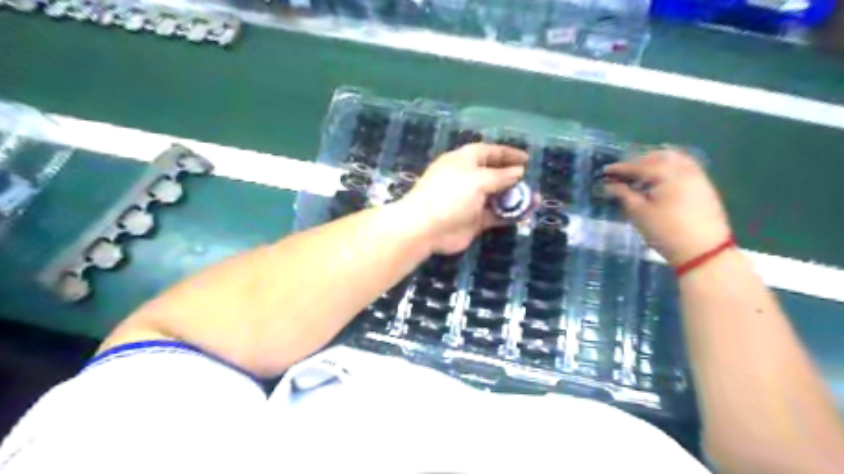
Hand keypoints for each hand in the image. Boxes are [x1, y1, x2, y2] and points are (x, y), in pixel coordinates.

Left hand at [400, 142, 526, 254]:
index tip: (527, 159)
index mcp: (463, 161)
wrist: (426, 228)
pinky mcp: (473, 220)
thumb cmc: (450, 195)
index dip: (508, 154)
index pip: (488, 152)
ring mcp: (470, 201)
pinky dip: (508, 214)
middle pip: (494, 175)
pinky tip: (524, 214)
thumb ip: (500, 176)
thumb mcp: (477, 179)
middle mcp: (467, 179)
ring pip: (497, 197)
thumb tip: (518, 171)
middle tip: (532, 181)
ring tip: (535, 200)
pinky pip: (495, 215)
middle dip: (513, 178)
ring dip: (515, 198)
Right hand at [608, 147, 731, 265]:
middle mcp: (684, 169)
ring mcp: (698, 176)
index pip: (638, 166)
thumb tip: (609, 185)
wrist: (704, 251)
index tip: (604, 171)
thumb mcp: (639, 213)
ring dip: (654, 164)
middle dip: (638, 162)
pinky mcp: (704, 186)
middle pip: (657, 157)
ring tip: (639, 176)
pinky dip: (668, 169)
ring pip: (673, 160)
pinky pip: (683, 168)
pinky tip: (658, 182)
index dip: (619, 169)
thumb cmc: (666, 231)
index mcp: (668, 173)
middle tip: (622, 173)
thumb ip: (623, 194)